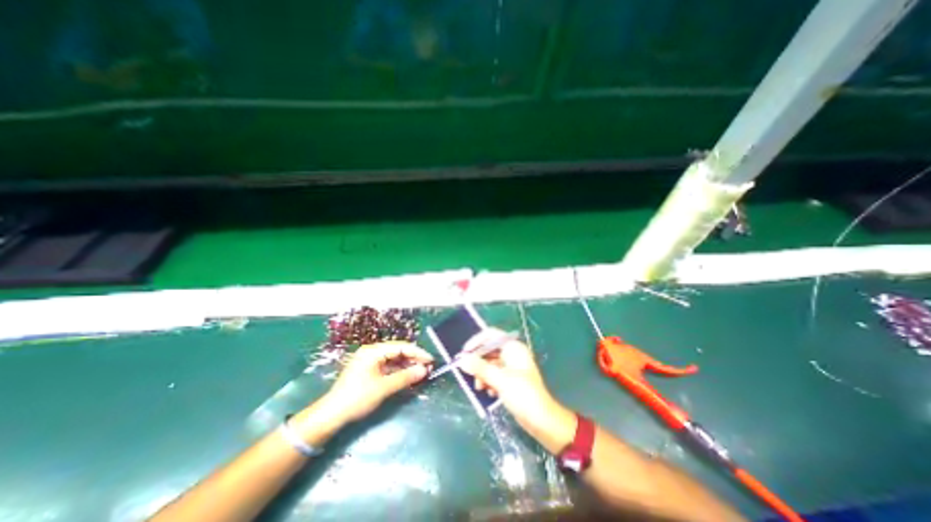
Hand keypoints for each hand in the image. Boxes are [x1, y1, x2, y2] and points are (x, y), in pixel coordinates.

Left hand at [323, 343, 434, 424]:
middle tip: (427, 367)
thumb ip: (405, 377)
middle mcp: (372, 352)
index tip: (430, 360)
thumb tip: (424, 370)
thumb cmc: (357, 398)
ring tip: (421, 372)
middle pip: (398, 351)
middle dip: (413, 358)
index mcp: (373, 351)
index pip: (401, 346)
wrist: (331, 415)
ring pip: (394, 359)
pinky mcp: (370, 370)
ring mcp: (370, 361)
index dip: (417, 352)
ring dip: (407, 365)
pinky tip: (408, 376)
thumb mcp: (383, 388)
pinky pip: (389, 366)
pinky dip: (399, 371)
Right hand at [458, 331, 574, 447]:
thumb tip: (461, 359)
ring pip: (490, 363)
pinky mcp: (511, 379)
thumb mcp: (499, 379)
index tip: (465, 353)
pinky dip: (489, 381)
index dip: (476, 341)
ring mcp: (512, 366)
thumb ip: (479, 368)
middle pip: (489, 350)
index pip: (491, 335)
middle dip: (478, 361)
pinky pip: (495, 374)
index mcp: (513, 347)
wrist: (542, 420)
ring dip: (482, 373)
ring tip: (480, 387)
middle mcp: (512, 353)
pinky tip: (490, 392)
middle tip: (468, 372)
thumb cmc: (523, 394)